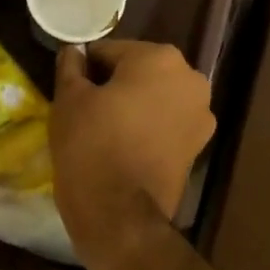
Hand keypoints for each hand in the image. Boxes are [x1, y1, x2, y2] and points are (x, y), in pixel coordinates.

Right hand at [51, 40, 214, 269]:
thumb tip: (73, 51)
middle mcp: (190, 79)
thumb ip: (71, 65)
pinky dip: (148, 127)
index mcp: (159, 58)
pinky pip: (166, 123)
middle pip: (138, 71)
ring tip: (105, 130)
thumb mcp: (69, 98)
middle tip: (87, 109)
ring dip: (133, 105)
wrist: (120, 218)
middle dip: (114, 84)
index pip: (110, 52)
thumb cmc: (91, 145)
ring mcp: (201, 115)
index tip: (73, 90)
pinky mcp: (200, 146)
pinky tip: (124, 145)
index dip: (87, 69)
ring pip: (154, 96)